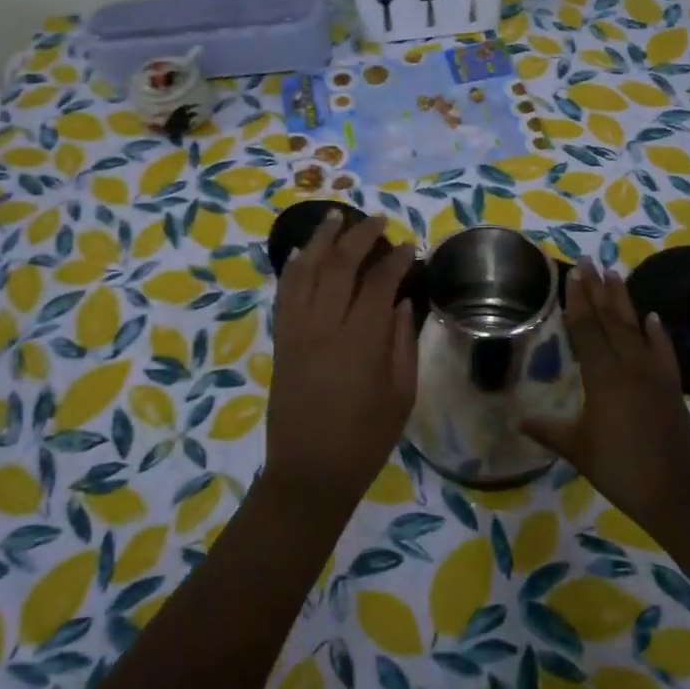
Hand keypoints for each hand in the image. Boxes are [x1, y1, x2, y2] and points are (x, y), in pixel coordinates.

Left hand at [264, 211, 418, 511]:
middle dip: (360, 236)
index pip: (379, 282)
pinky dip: (292, 268)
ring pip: (305, 270)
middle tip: (378, 220)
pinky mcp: (281, 340)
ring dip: (320, 239)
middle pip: (339, 265)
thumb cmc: (365, 439)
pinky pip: (284, 293)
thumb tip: (403, 301)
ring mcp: (296, 331)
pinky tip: (300, 252)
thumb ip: (403, 342)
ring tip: (335, 216)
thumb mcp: (401, 394)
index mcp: (361, 341)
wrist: (309, 472)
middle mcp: (324, 326)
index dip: (395, 259)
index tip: (408, 246)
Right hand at [520, 262, 689, 527]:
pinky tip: (652, 317)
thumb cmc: (620, 469)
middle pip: (611, 320)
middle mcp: (629, 367)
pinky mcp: (672, 387)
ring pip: (636, 329)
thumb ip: (547, 430)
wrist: (677, 493)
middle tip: (590, 261)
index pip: (587, 329)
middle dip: (598, 290)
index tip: (574, 274)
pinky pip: (663, 352)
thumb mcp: (577, 449)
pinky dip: (658, 333)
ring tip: (615, 274)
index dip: (578, 301)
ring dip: (624, 301)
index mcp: (603, 377)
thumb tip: (516, 419)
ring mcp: (654, 375)